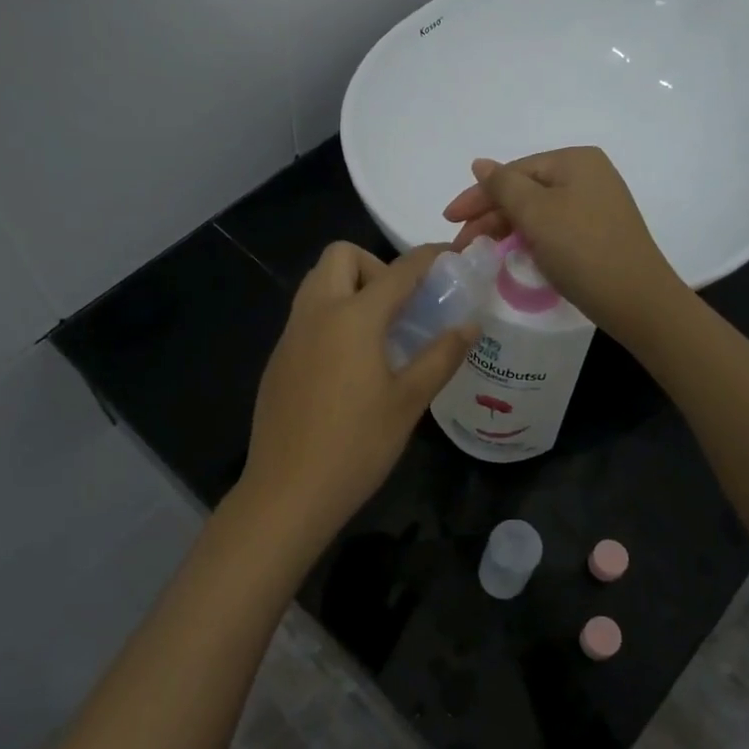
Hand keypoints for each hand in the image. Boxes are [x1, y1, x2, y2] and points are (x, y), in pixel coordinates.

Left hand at [235, 242, 477, 560]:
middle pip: (340, 256)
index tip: (449, 257)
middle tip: (400, 307)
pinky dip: (331, 315)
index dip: (428, 258)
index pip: (398, 270)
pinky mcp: (278, 359)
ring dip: (350, 288)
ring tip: (379, 333)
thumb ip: (441, 356)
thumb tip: (470, 325)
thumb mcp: (409, 402)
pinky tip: (348, 364)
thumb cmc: (356, 446)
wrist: (287, 492)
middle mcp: (316, 313)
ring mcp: (290, 335)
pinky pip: (306, 315)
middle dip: (374, 265)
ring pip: (317, 283)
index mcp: (352, 317)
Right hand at [442, 146, 687, 341]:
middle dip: (491, 215)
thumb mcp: (536, 213)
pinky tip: (515, 254)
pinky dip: (530, 239)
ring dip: (507, 229)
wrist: (636, 299)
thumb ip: (503, 185)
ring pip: (538, 211)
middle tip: (463, 243)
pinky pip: (554, 228)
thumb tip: (480, 164)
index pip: (513, 172)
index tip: (449, 220)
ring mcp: (596, 205)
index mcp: (575, 161)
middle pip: (525, 190)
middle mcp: (588, 176)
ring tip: (482, 251)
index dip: (478, 196)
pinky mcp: (599, 233)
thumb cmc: (581, 249)